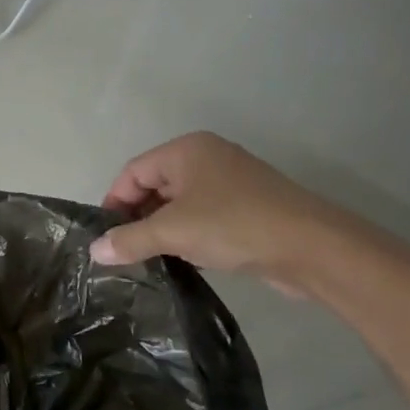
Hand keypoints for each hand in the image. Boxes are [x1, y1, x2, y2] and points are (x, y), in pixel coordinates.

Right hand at [89, 132, 366, 296]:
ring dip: (162, 229)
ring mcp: (230, 182)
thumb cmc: (234, 226)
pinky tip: (184, 259)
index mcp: (186, 150)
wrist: (314, 249)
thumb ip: (129, 239)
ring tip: (150, 258)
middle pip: (155, 185)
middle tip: (125, 250)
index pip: (133, 172)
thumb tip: (95, 250)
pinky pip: (203, 216)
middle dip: (137, 218)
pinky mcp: (248, 207)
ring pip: (179, 203)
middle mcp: (207, 158)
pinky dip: (188, 235)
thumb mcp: (173, 232)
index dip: (114, 202)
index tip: (106, 237)